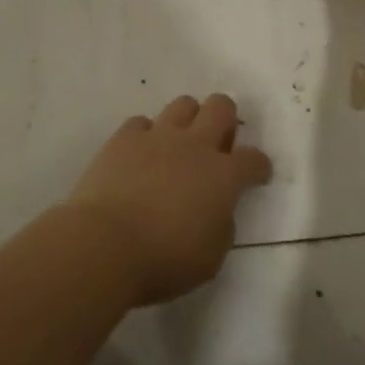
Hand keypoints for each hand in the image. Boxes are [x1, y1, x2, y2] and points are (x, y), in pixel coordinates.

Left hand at [63, 94, 272, 305]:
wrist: (105, 244)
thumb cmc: (164, 260)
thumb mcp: (211, 257)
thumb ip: (222, 226)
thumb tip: (217, 209)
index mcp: (223, 176)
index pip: (254, 159)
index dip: (259, 166)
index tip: (256, 176)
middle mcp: (195, 146)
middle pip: (221, 107)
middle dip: (226, 119)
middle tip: (218, 143)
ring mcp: (158, 136)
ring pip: (183, 104)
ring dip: (189, 119)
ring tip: (180, 144)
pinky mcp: (124, 138)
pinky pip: (142, 123)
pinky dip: (146, 135)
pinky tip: (141, 154)